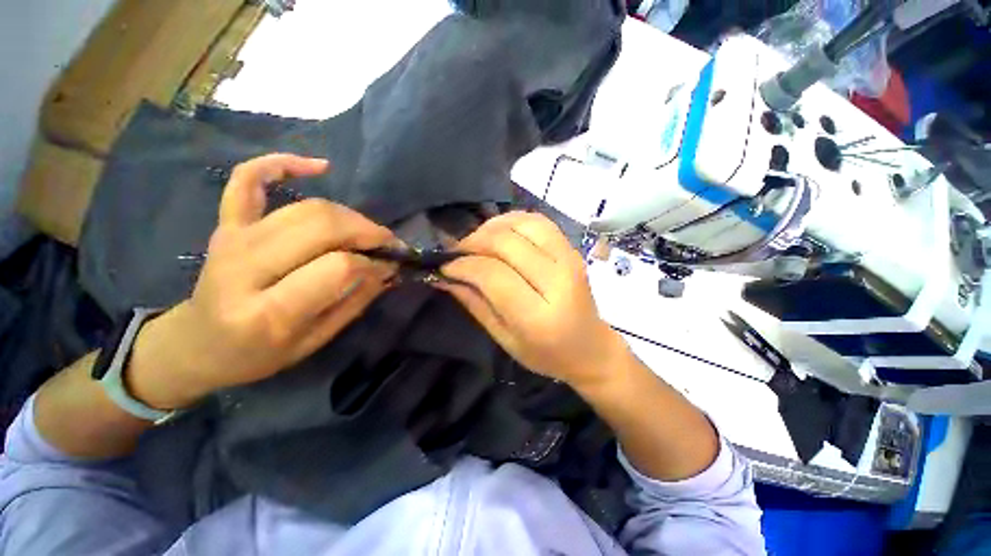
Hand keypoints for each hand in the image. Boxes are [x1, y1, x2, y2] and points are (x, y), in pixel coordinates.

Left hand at [128, 154, 397, 408]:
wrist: (196, 344)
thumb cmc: (258, 354)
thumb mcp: (315, 341)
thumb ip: (355, 301)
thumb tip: (388, 268)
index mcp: (268, 312)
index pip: (337, 267)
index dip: (372, 263)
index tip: (389, 266)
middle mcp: (245, 268)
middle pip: (321, 226)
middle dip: (367, 231)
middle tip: (387, 243)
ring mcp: (231, 239)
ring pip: (304, 208)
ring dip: (348, 214)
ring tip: (367, 230)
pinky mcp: (225, 223)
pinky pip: (248, 179)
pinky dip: (282, 164)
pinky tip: (319, 167)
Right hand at [435, 212, 626, 387]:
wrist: (591, 348)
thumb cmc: (546, 353)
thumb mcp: (504, 339)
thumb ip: (474, 304)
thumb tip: (444, 276)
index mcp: (538, 316)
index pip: (493, 274)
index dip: (463, 265)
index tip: (445, 266)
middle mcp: (558, 281)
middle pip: (506, 243)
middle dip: (473, 243)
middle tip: (457, 253)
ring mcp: (569, 260)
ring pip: (522, 223)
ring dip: (491, 227)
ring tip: (476, 242)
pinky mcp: (572, 249)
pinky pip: (538, 221)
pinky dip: (512, 221)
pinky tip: (499, 233)